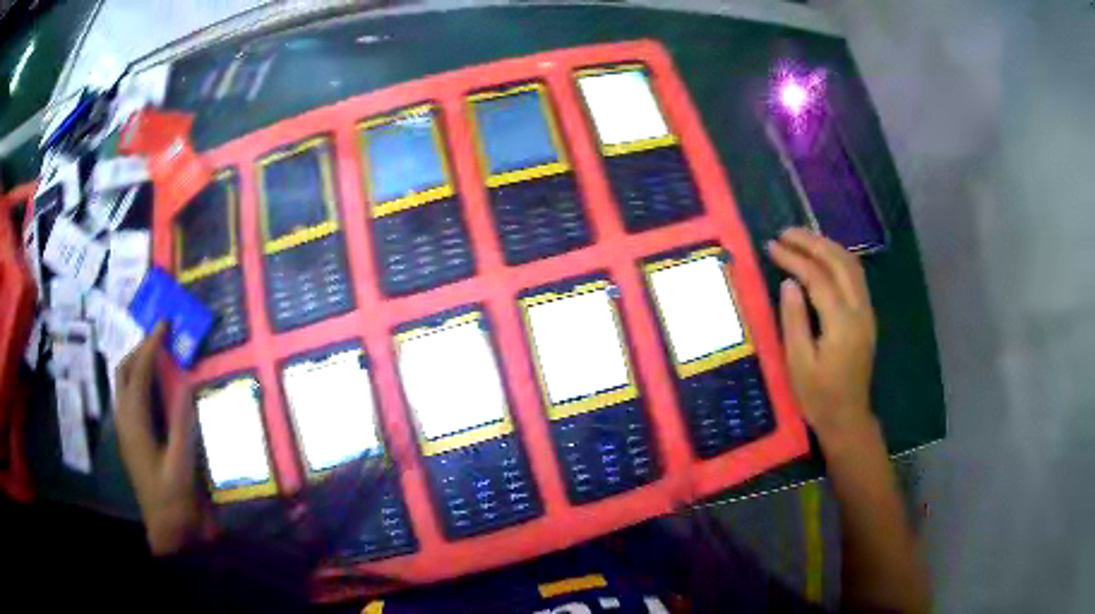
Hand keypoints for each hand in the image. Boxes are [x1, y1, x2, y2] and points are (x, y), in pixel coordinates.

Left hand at [114, 322, 207, 554]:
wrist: (166, 531)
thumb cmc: (173, 499)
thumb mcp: (182, 464)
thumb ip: (182, 423)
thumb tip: (186, 382)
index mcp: (134, 423)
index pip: (139, 372)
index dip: (151, 345)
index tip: (165, 324)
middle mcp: (124, 419)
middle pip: (124, 371)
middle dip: (140, 348)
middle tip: (162, 337)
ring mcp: (125, 429)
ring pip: (124, 383)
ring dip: (139, 363)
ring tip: (160, 355)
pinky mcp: (130, 437)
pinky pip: (130, 397)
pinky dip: (140, 381)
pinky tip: (156, 387)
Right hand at [767, 228, 877, 446]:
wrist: (848, 417)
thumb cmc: (818, 396)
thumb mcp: (798, 363)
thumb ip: (794, 320)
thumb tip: (789, 282)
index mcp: (841, 323)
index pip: (818, 277)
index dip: (794, 258)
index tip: (771, 246)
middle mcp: (859, 310)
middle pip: (839, 262)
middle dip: (812, 242)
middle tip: (785, 233)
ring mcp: (867, 311)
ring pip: (852, 265)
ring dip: (827, 246)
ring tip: (801, 239)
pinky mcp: (867, 315)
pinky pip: (855, 276)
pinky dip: (838, 258)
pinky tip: (822, 257)